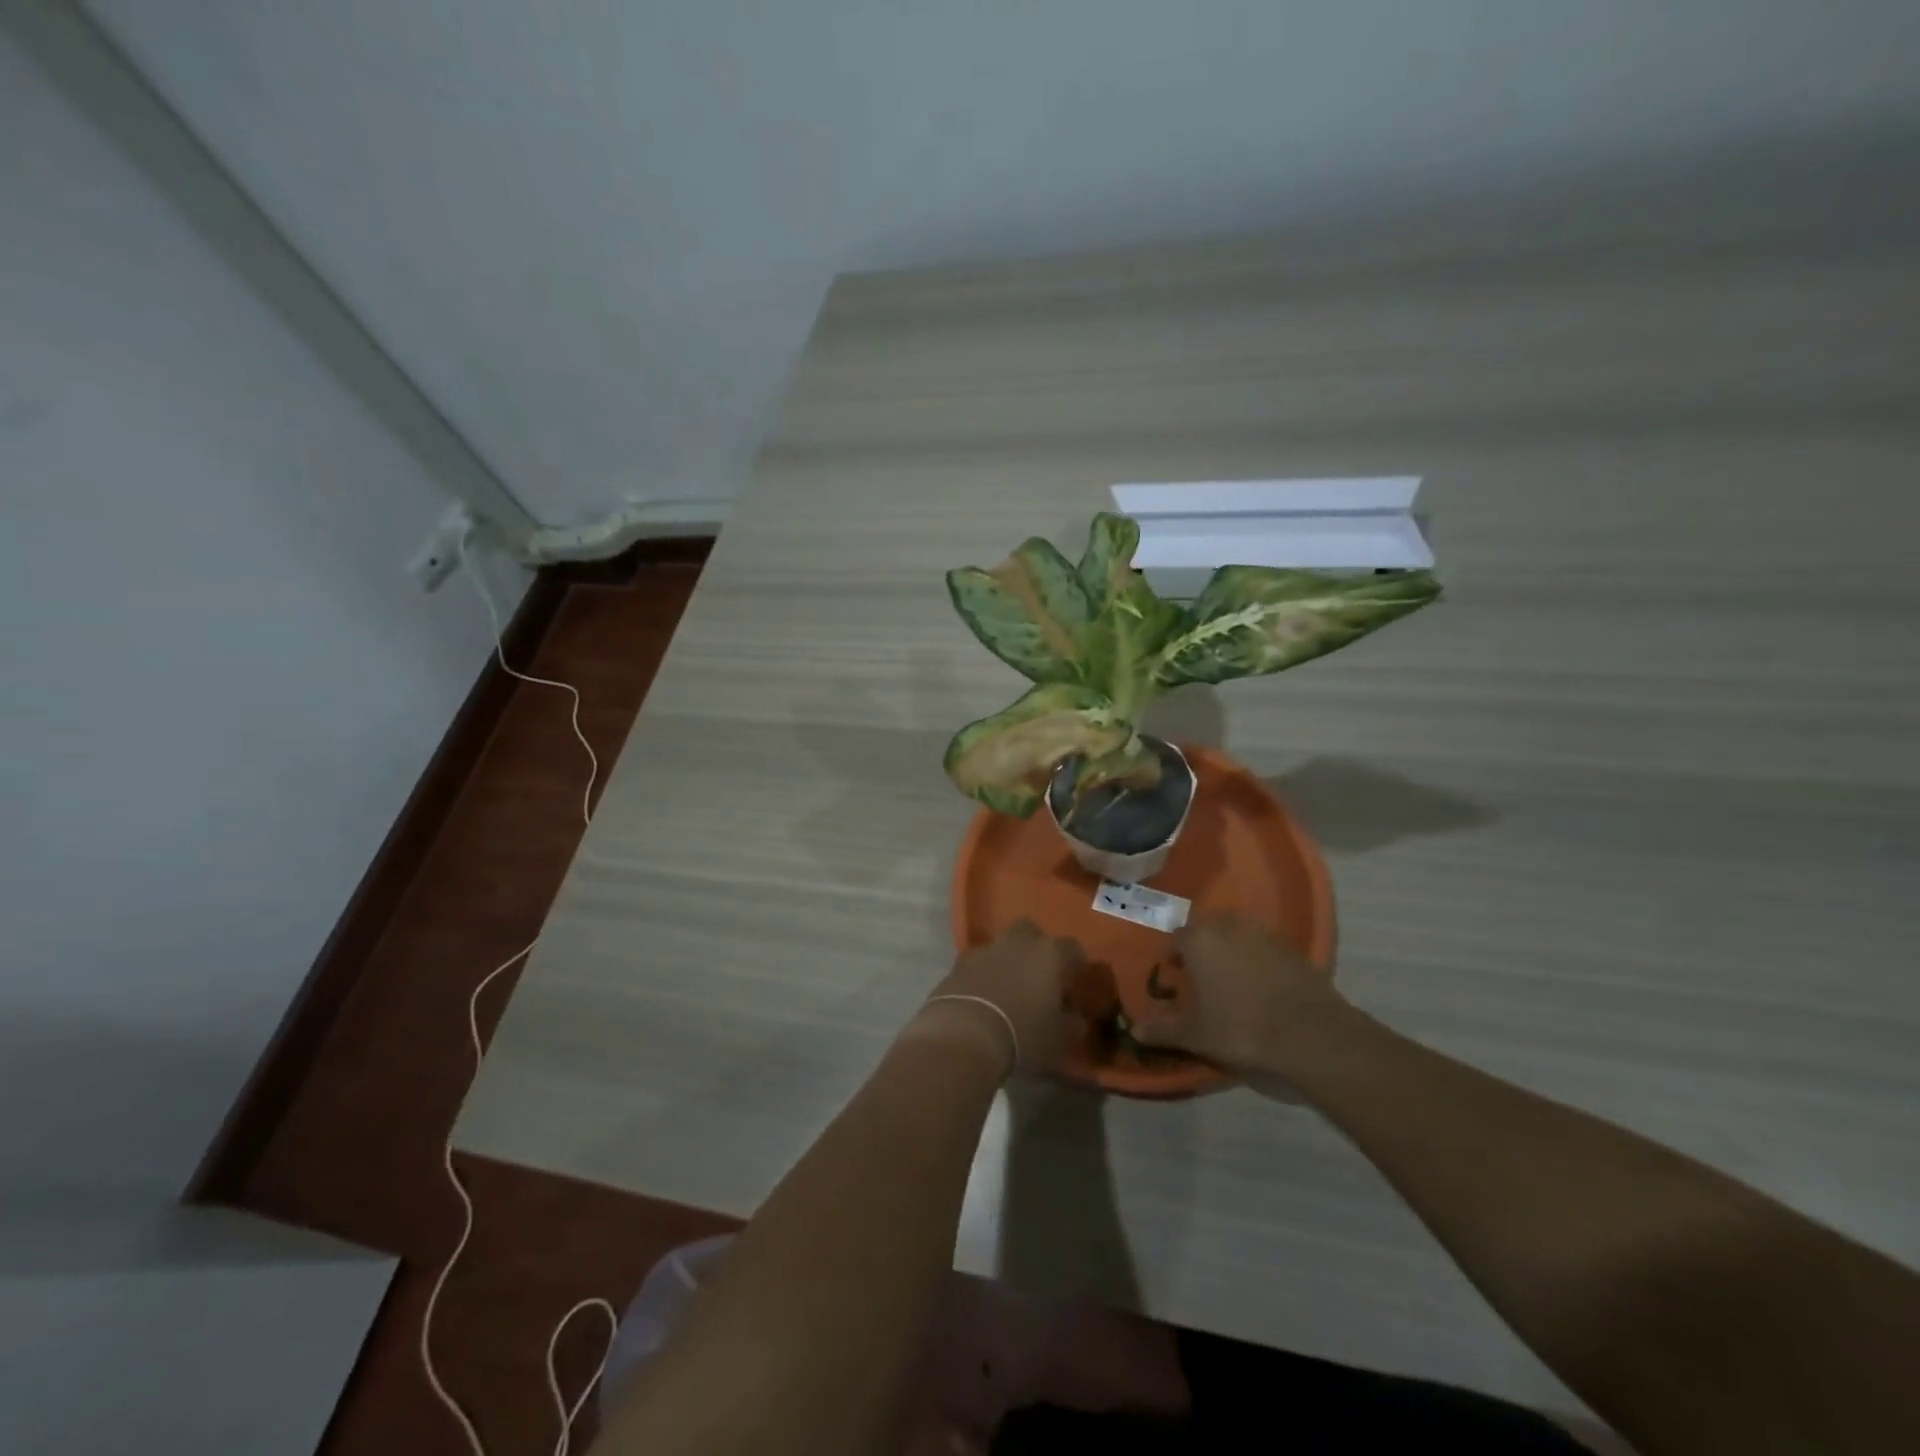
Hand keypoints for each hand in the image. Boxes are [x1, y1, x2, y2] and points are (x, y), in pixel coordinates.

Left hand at [916, 920, 1086, 1078]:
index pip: (1072, 948)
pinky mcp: (957, 964)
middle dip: (1036, 949)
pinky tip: (983, 998)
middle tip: (1039, 977)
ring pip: (1001, 946)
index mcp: (1049, 953)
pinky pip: (977, 964)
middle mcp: (1017, 942)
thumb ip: (1072, 1023)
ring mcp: (984, 950)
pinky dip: (982, 975)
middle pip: (1031, 933)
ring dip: (1006, 961)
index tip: (1075, 986)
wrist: (964, 1036)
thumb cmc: (1023, 1035)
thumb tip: (1075, 1016)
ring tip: (1008, 990)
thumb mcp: (1060, 1039)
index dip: (1076, 966)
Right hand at [1134, 912, 1345, 1076]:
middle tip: (1204, 976)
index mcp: (1199, 941)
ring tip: (1233, 980)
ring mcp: (1265, 935)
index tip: (1177, 977)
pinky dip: (1261, 961)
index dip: (1175, 956)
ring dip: (1233, 950)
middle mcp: (1229, 928)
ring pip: (1240, 934)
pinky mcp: (1294, 950)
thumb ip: (1163, 1030)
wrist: (1310, 1034)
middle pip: (1209, 929)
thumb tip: (1135, 1030)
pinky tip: (1264, 987)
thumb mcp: (1194, 1035)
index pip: (1178, 938)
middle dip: (1204, 947)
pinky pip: (1267, 948)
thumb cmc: (1240, 1029)